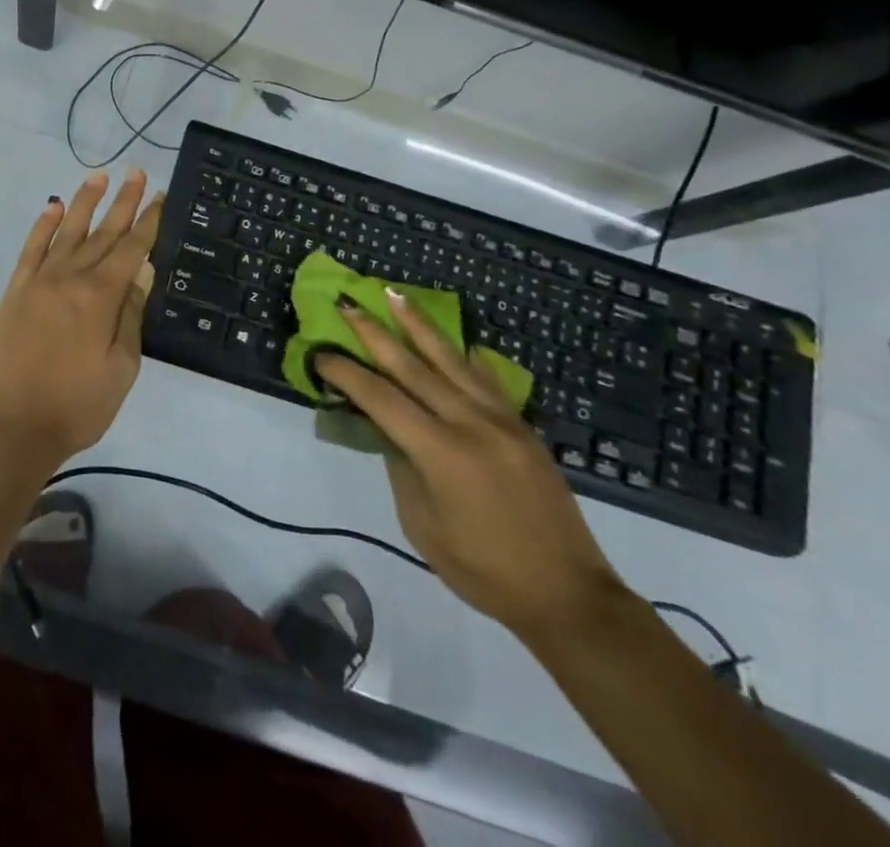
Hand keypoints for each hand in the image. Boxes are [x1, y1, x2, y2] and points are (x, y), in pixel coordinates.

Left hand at [0, 171, 163, 474]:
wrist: (16, 427)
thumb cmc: (79, 405)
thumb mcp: (121, 368)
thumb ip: (131, 315)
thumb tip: (141, 272)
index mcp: (100, 297)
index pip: (131, 249)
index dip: (148, 222)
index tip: (160, 196)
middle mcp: (70, 278)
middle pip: (103, 233)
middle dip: (123, 202)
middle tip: (137, 172)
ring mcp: (39, 281)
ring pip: (66, 231)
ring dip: (84, 202)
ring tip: (99, 177)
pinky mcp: (16, 291)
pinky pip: (31, 249)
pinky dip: (42, 226)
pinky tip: (52, 207)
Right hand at [316, 291, 629, 643]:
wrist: (568, 594)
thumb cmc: (484, 570)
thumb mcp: (422, 525)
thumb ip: (401, 467)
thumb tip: (389, 429)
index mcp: (440, 452)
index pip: (380, 398)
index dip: (346, 373)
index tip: (321, 355)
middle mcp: (470, 423)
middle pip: (412, 366)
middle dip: (374, 333)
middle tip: (347, 305)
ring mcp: (501, 419)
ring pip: (451, 359)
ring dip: (418, 324)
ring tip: (394, 294)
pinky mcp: (522, 425)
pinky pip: (487, 378)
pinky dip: (465, 355)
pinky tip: (455, 341)